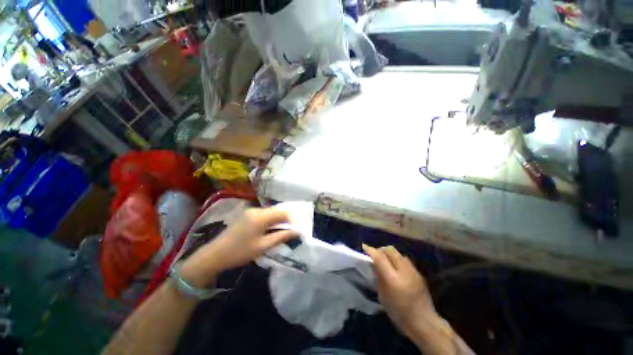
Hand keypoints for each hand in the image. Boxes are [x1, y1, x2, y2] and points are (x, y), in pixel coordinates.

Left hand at [180, 208, 298, 286]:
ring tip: (276, 233)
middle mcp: (256, 209)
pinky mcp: (246, 214)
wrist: (215, 254)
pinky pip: (263, 214)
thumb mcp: (263, 246)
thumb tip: (297, 232)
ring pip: (270, 212)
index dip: (291, 221)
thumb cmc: (240, 252)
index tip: (292, 232)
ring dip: (276, 221)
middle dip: (284, 221)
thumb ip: (281, 237)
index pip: (283, 212)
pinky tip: (266, 230)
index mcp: (260, 216)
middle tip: (285, 234)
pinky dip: (268, 220)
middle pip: (277, 211)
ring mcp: (250, 210)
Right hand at [362, 245, 438, 338]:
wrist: (424, 322)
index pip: (380, 257)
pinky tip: (395, 268)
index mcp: (393, 279)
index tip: (364, 247)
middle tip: (375, 256)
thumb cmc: (399, 313)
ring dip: (389, 254)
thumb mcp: (382, 296)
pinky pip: (404, 259)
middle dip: (380, 250)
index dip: (371, 250)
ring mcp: (413, 270)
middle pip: (390, 250)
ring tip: (385, 262)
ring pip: (397, 253)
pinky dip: (396, 259)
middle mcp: (404, 271)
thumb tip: (373, 264)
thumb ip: (378, 277)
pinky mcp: (418, 272)